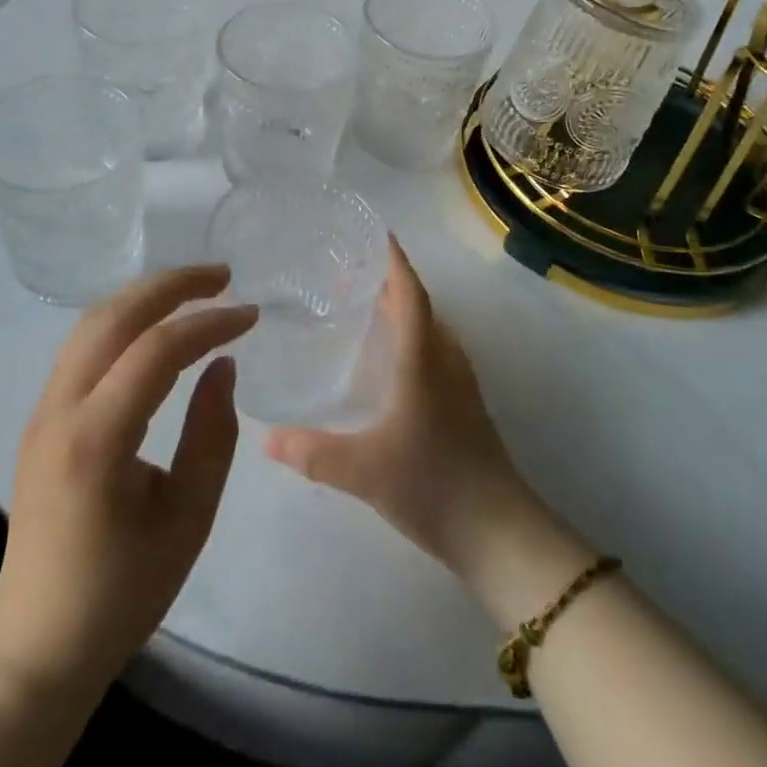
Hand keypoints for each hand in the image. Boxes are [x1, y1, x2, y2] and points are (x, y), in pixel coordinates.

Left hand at [0, 266, 256, 696]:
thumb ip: (211, 435)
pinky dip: (125, 318)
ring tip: (196, 288)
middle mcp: (60, 409)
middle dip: (172, 285)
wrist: (37, 639)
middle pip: (114, 316)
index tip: (251, 316)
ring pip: (93, 321)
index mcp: (96, 440)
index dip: (209, 323)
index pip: (157, 351)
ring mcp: (44, 407)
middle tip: (223, 275)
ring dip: (146, 295)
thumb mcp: (188, 519)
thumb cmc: (122, 591)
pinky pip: (84, 344)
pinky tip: (157, 322)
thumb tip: (222, 365)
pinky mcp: (43, 413)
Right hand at [264, 240, 545, 584]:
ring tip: (360, 304)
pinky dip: (407, 336)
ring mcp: (458, 382)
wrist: (500, 533)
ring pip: (427, 328)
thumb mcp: (364, 471)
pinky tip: (384, 358)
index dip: (393, 260)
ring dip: (398, 308)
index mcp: (423, 357)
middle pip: (417, 304)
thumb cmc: (433, 485)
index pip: (409, 292)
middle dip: (386, 280)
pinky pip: (432, 350)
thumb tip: (266, 437)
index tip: (372, 233)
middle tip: (346, 269)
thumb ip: (312, 452)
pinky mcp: (461, 404)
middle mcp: (444, 358)